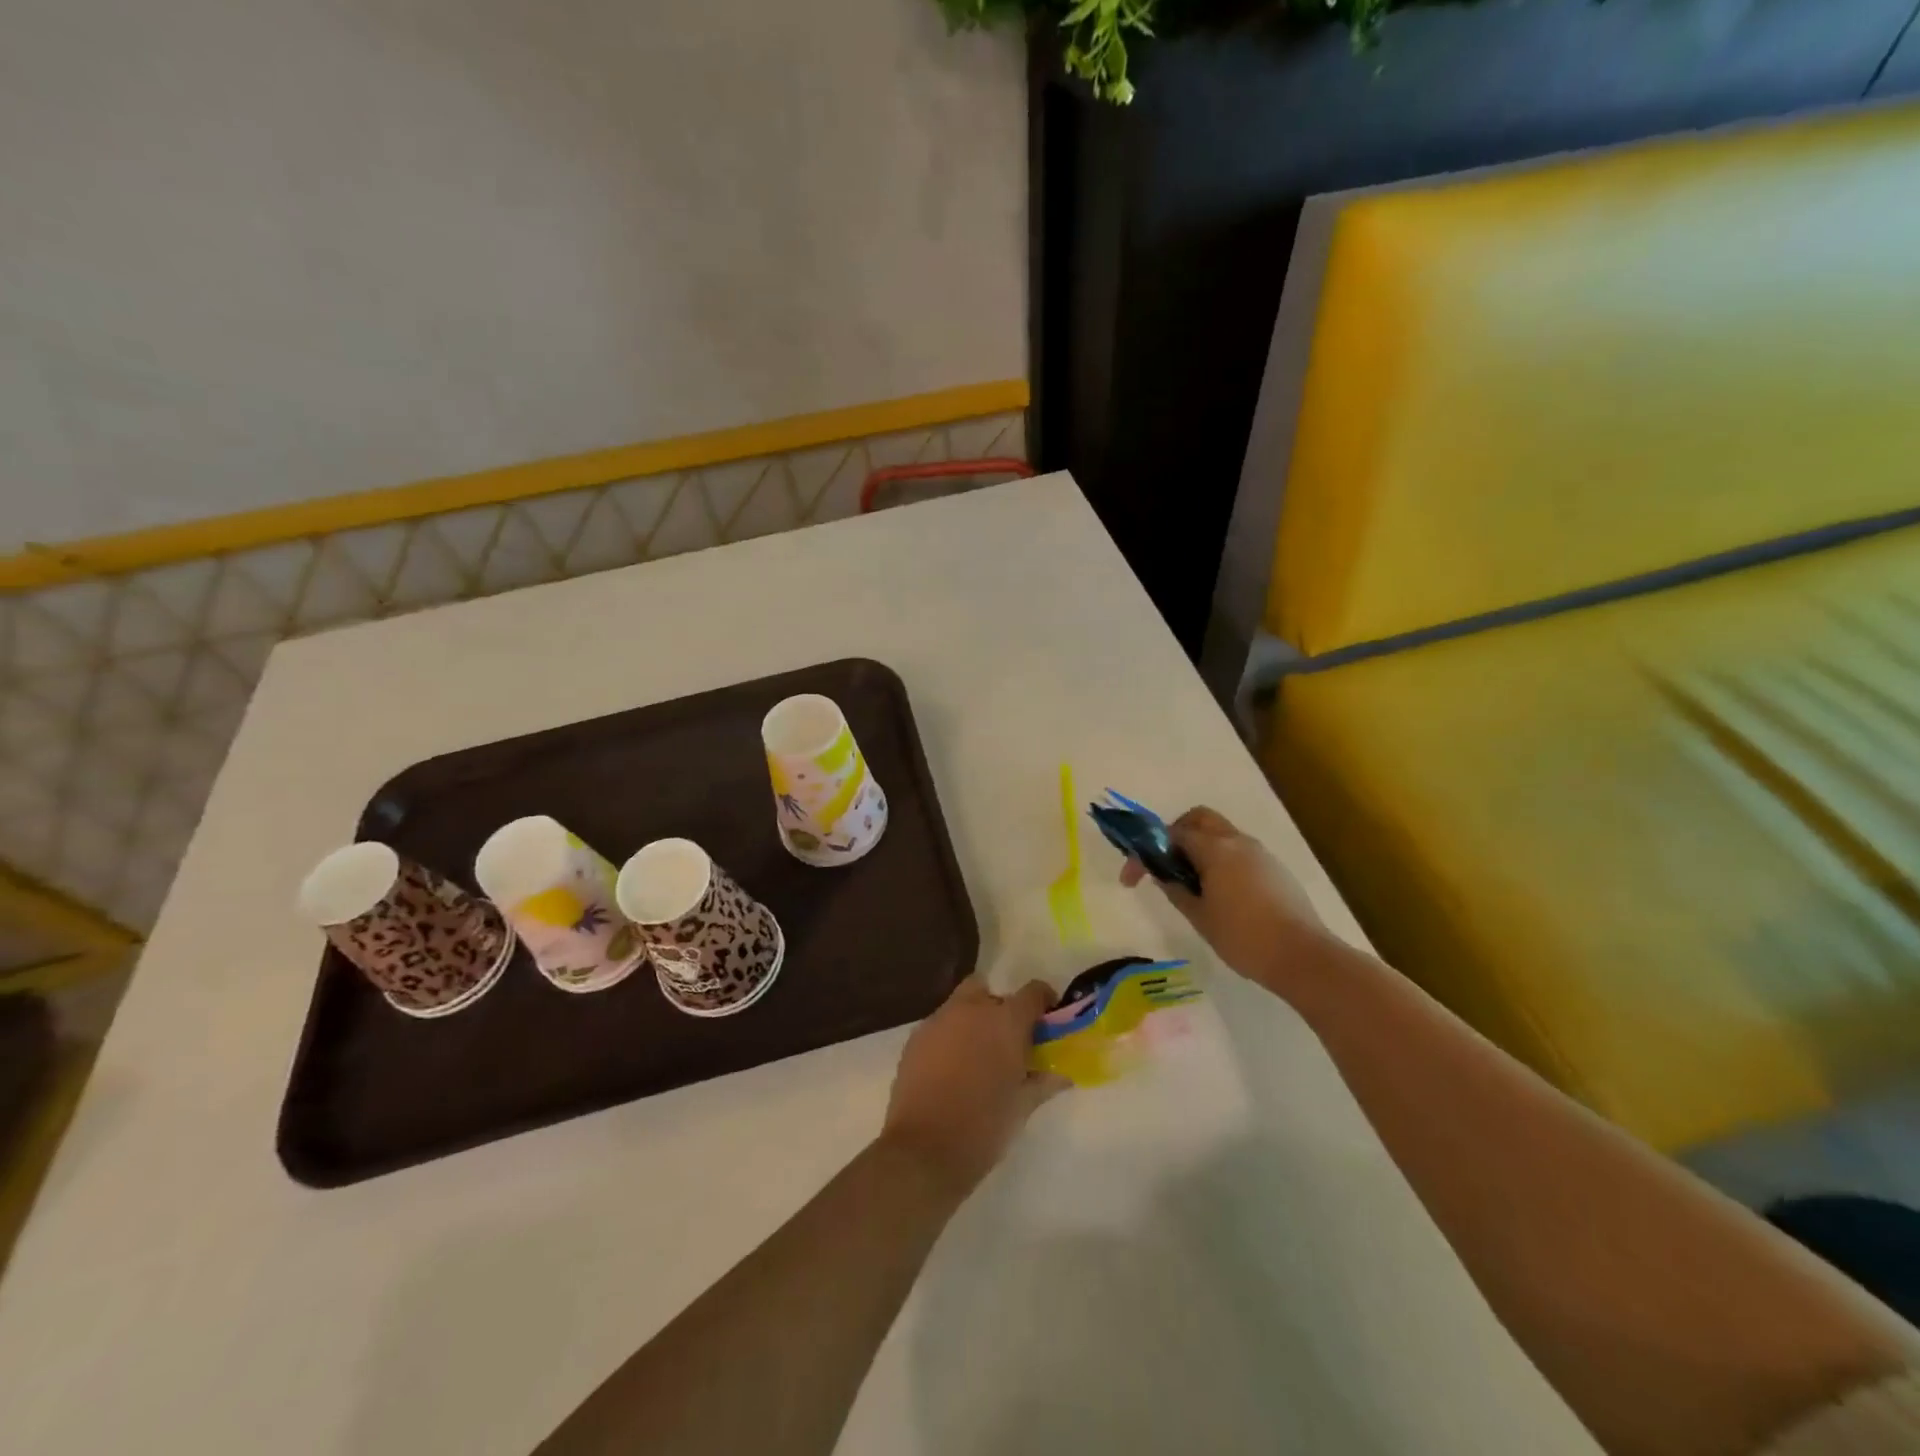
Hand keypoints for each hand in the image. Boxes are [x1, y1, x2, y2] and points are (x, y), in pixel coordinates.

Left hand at [880, 975, 1067, 1192]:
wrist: (924, 1150)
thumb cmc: (984, 1127)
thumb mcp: (1022, 1107)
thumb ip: (1043, 1082)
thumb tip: (1062, 1074)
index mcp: (1005, 1021)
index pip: (1033, 992)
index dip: (1043, 1002)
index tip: (1047, 1021)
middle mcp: (971, 1009)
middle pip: (989, 990)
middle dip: (1000, 1008)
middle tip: (1007, 1041)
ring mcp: (939, 1020)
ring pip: (961, 1005)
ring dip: (973, 1021)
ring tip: (977, 1058)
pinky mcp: (915, 1038)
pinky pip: (940, 1025)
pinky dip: (950, 1037)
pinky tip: (950, 1069)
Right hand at [1120, 806, 1319, 980]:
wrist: (1303, 957)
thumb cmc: (1244, 937)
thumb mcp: (1199, 916)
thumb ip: (1175, 889)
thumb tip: (1161, 874)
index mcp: (1215, 849)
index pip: (1171, 835)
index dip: (1145, 852)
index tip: (1131, 879)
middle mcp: (1238, 841)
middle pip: (1199, 819)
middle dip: (1175, 834)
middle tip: (1164, 864)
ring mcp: (1260, 853)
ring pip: (1221, 834)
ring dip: (1199, 847)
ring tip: (1189, 883)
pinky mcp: (1274, 869)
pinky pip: (1238, 852)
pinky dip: (1219, 859)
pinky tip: (1218, 892)